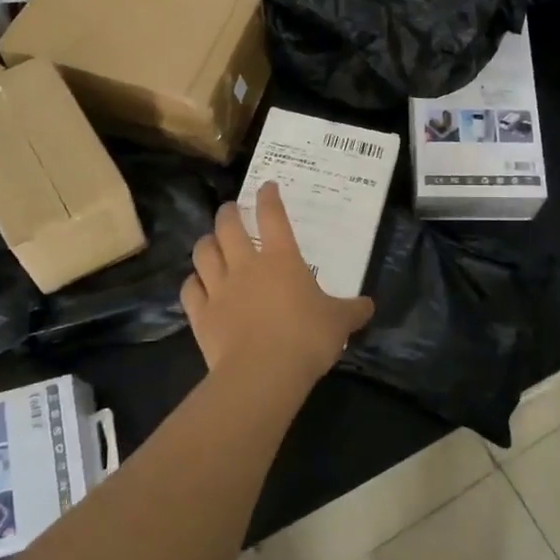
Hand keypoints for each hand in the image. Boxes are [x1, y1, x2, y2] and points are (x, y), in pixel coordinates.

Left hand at [181, 182, 375, 386]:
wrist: (263, 372)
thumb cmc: (306, 338)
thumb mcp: (339, 323)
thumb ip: (353, 311)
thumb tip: (369, 306)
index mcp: (281, 259)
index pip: (273, 217)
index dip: (269, 198)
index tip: (266, 187)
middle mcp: (246, 265)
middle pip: (229, 227)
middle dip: (229, 213)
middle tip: (230, 209)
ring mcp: (219, 288)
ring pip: (203, 253)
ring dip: (206, 242)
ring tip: (210, 241)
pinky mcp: (201, 314)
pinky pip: (190, 290)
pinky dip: (193, 282)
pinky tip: (196, 283)